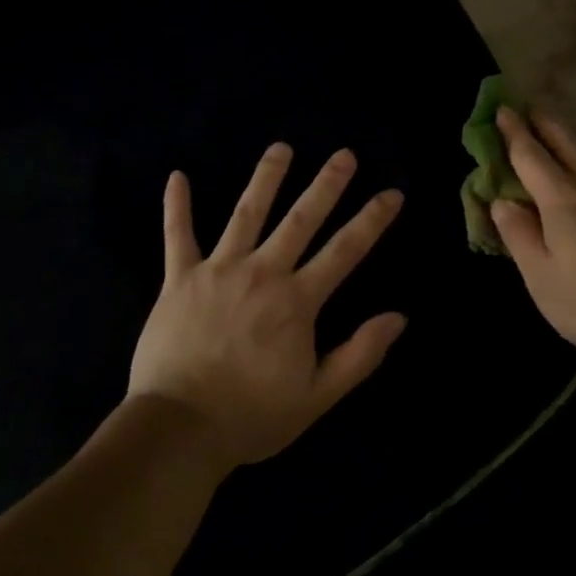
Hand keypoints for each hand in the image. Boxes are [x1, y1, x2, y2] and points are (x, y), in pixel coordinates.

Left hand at [129, 143, 406, 472]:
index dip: (372, 220)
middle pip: (300, 219)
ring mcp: (218, 271)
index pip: (345, 250)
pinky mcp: (179, 279)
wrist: (180, 428)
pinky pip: (177, 235)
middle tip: (344, 154)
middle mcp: (262, 273)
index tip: (392, 193)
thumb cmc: (253, 416)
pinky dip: (177, 206)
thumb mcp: (318, 395)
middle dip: (326, 185)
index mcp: (297, 301)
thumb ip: (360, 354)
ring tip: (281, 148)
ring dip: (266, 178)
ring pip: (246, 213)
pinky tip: (178, 176)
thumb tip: (398, 317)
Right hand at [491, 108, 575, 367]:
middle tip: (529, 106)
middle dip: (544, 124)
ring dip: (569, 139)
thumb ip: (520, 237)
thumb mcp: (543, 278)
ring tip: (557, 133)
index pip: (530, 157)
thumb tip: (501, 202)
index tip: (502, 109)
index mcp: (562, 201)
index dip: (513, 133)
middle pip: (566, 145)